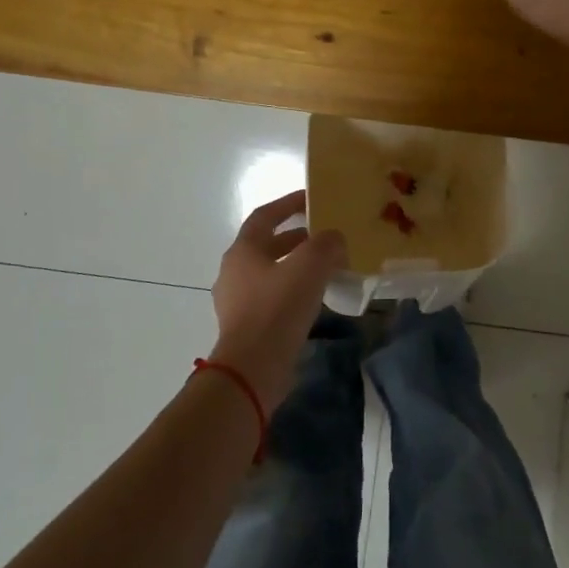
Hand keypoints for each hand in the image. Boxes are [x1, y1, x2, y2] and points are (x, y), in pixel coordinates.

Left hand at [210, 191, 347, 409]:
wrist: (252, 369)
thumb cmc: (277, 309)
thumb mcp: (309, 268)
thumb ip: (325, 245)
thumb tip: (334, 239)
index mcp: (243, 250)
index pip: (265, 216)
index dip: (288, 204)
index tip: (311, 198)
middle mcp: (234, 271)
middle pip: (267, 244)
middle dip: (296, 238)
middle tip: (325, 237)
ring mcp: (237, 301)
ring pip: (271, 273)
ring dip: (296, 266)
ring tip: (326, 268)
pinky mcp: (246, 326)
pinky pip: (272, 298)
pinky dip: (293, 291)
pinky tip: (315, 300)